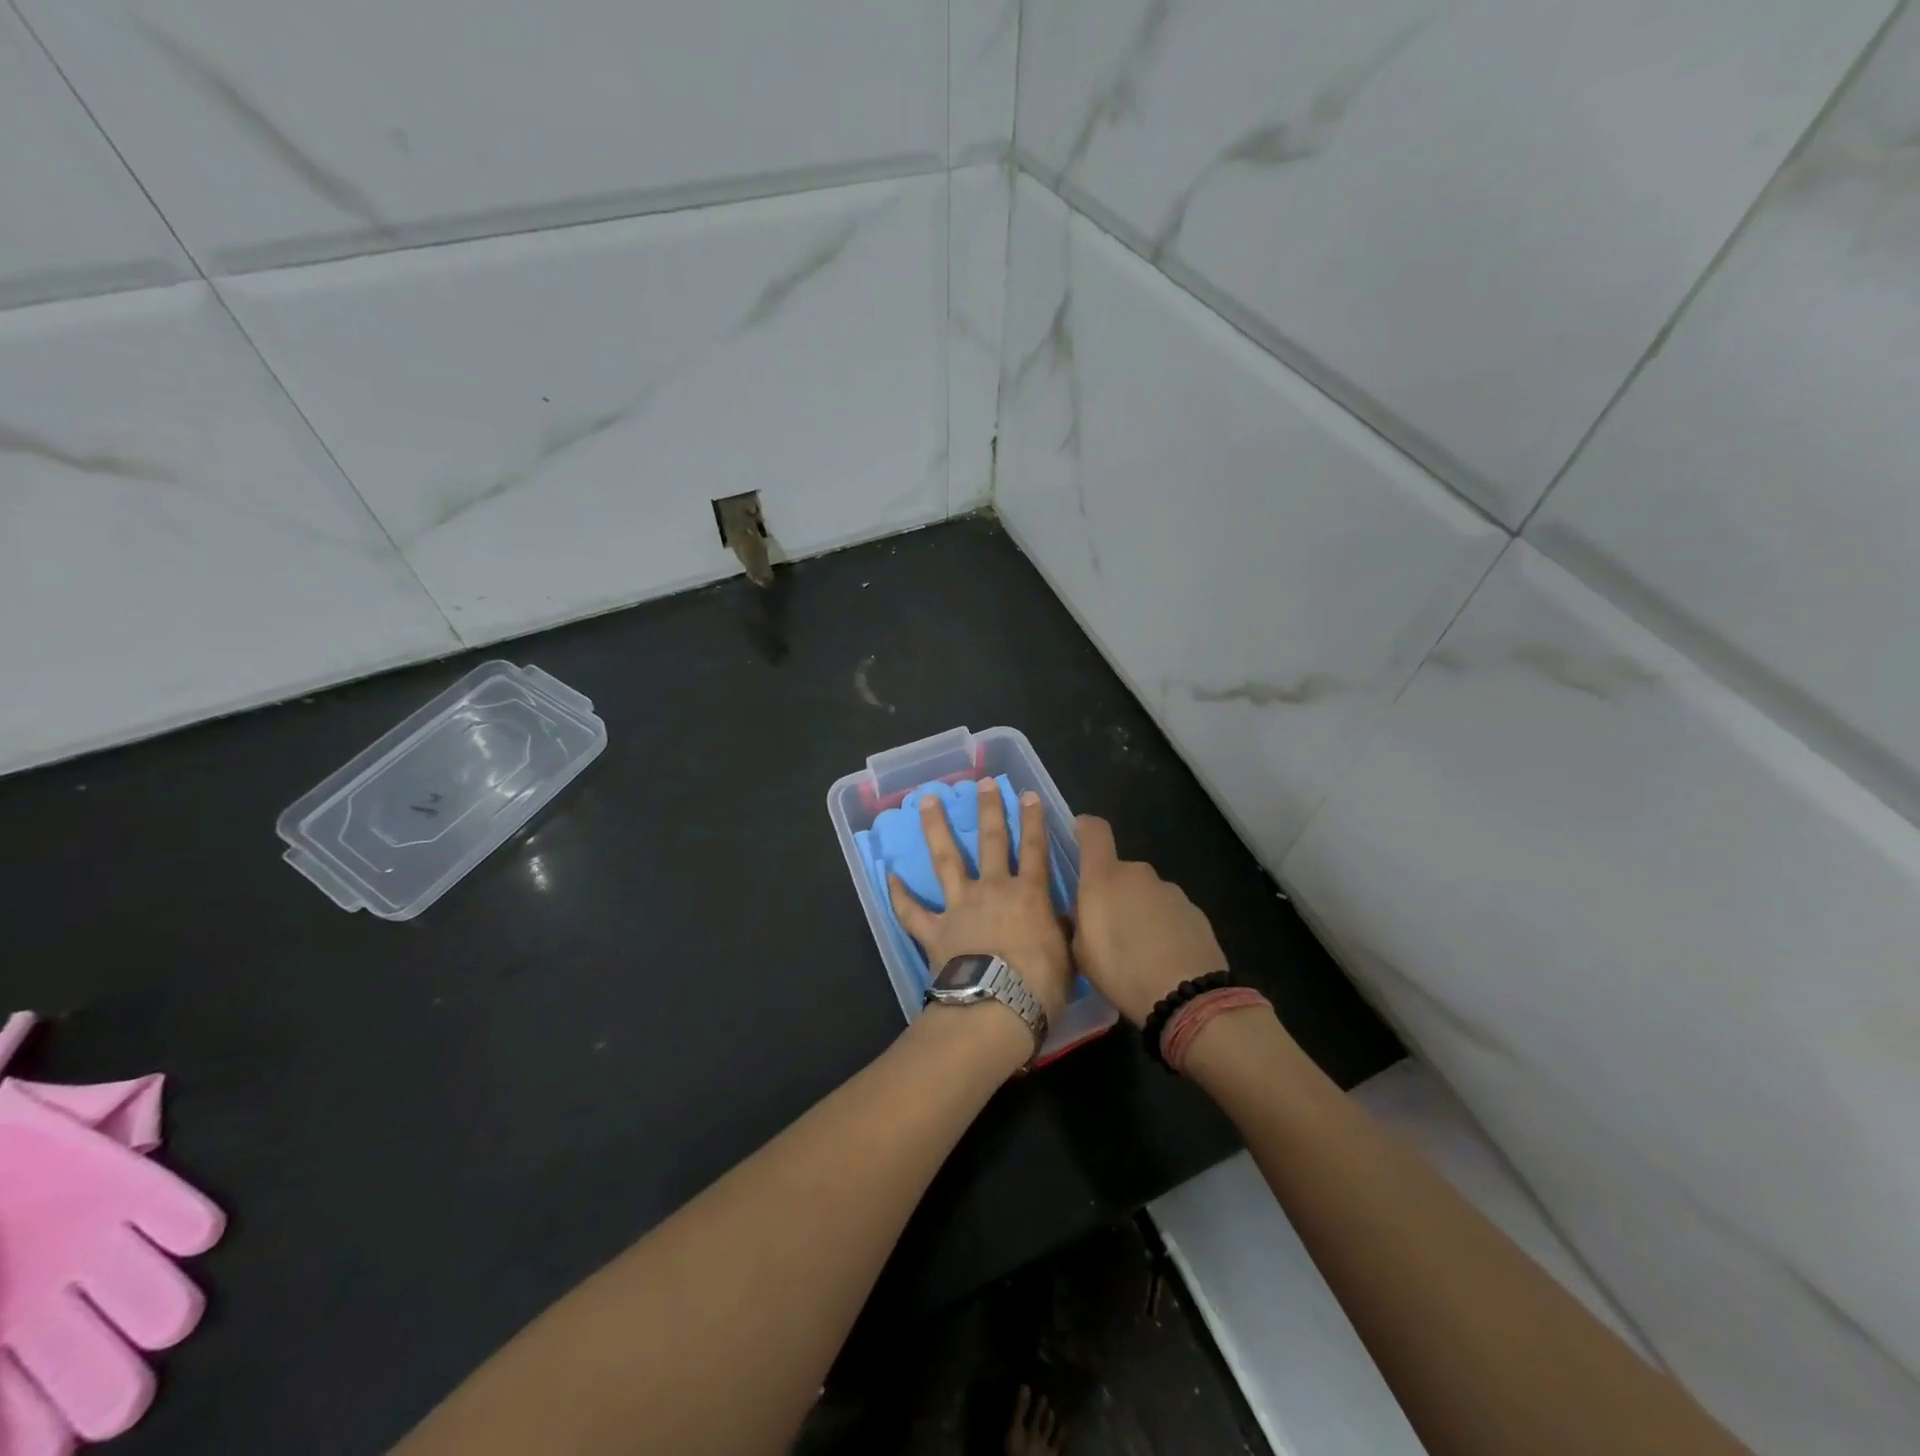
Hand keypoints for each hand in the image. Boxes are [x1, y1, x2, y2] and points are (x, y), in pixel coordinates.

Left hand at [888, 780, 1073, 1021]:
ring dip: (936, 828)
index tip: (1027, 794)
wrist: (996, 1008)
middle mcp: (992, 890)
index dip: (1033, 820)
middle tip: (982, 783)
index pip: (1034, 848)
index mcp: (1029, 894)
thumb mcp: (1067, 957)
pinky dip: (899, 894)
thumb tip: (1062, 920)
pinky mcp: (934, 930)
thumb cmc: (1040, 986)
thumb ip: (1061, 931)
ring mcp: (959, 907)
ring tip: (926, 801)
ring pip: (946, 860)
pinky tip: (889, 875)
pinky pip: (912, 911)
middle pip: (991, 841)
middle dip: (988, 809)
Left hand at [1005, 1385, 1064, 1455]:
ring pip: (1047, 1431)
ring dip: (1049, 1421)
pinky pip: (1058, 1442)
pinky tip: (1066, 1425)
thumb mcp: (1016, 1428)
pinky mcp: (1052, 1455)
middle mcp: (1031, 1438)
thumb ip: (1020, 1408)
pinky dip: (1062, 1434)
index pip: (1022, 1413)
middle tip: (1044, 1396)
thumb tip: (1025, 1385)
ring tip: (1052, 1410)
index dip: (1025, 1401)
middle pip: (1036, 1421)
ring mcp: (1042, 1447)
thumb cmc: (1017, 1451)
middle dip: (1040, 1410)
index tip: (1028, 1387)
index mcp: (1020, 1431)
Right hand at [1071, 815, 1227, 1025]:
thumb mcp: (1082, 953)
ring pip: (1145, 892)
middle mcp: (1138, 874)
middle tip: (1107, 927)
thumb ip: (1079, 922)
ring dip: (1138, 910)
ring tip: (1138, 950)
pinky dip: (1162, 926)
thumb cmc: (1122, 972)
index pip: (1094, 831)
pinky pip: (1168, 911)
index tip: (1079, 835)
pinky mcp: (1194, 910)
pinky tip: (1163, 957)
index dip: (1085, 828)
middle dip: (1112, 891)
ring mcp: (1170, 890)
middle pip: (1119, 871)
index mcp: (1104, 878)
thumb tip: (1083, 910)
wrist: (1187, 996)